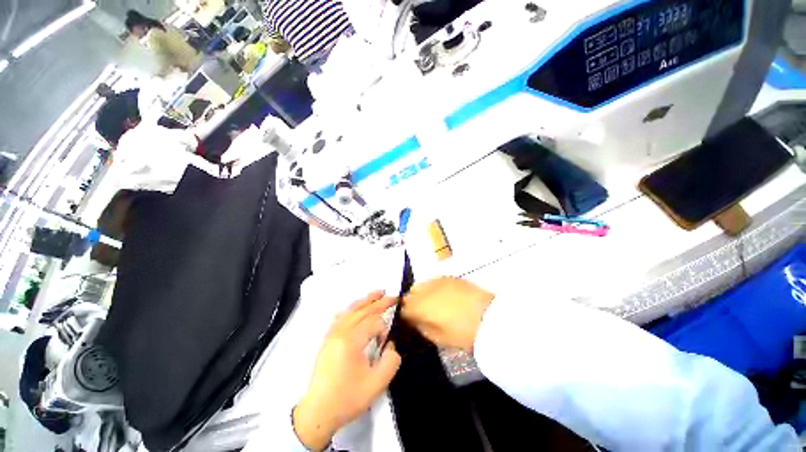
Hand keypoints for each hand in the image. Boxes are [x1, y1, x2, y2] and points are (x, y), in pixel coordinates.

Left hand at [294, 291, 401, 450]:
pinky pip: (340, 317)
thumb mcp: (377, 384)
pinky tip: (354, 308)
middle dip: (379, 302)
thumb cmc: (347, 398)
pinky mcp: (327, 339)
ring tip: (378, 293)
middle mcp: (340, 332)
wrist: (318, 412)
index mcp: (351, 340)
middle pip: (362, 310)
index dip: (384, 329)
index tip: (386, 344)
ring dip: (365, 300)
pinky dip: (350, 309)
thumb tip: (390, 345)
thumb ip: (391, 360)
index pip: (373, 322)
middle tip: (394, 296)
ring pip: (351, 310)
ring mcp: (332, 334)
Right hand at [401, 277, 493, 351]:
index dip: (406, 315)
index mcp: (419, 307)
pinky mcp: (449, 277)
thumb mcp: (438, 338)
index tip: (410, 320)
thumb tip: (415, 320)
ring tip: (432, 303)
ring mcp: (437, 281)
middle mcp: (425, 290)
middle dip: (412, 302)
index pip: (404, 308)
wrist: (488, 317)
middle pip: (410, 293)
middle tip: (421, 312)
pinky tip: (443, 295)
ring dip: (422, 293)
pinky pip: (434, 281)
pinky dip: (434, 288)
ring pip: (421, 285)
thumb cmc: (462, 333)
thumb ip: (421, 327)